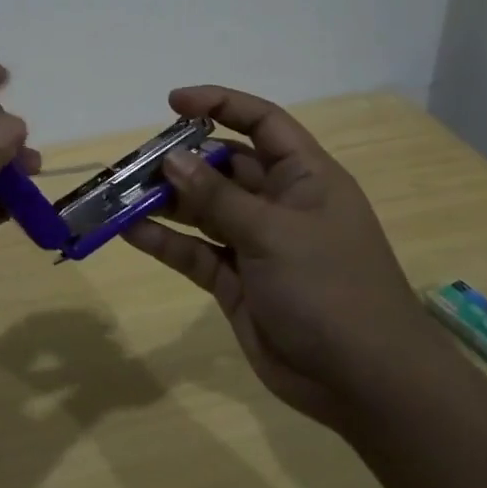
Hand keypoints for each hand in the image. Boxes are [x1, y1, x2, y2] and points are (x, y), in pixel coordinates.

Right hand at [123, 86, 441, 429]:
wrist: (365, 384)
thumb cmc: (330, 289)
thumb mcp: (273, 233)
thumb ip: (218, 197)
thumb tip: (172, 160)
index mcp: (304, 177)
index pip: (262, 122)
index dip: (220, 104)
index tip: (173, 104)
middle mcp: (279, 203)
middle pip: (223, 166)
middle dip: (181, 160)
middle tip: (135, 162)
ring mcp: (256, 244)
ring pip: (203, 209)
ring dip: (166, 201)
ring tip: (121, 195)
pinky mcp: (237, 282)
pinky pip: (195, 251)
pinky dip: (165, 241)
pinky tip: (129, 231)